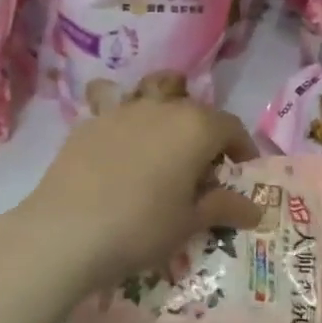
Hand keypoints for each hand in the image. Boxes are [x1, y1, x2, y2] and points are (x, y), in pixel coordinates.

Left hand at [12, 98, 260, 293]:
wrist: (65, 231)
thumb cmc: (140, 227)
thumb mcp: (189, 222)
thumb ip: (223, 207)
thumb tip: (256, 211)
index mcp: (196, 127)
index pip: (231, 127)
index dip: (242, 148)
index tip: (241, 172)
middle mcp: (163, 107)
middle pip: (194, 108)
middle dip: (205, 131)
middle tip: (202, 166)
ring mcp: (123, 109)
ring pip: (154, 91)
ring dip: (166, 106)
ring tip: (162, 139)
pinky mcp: (91, 121)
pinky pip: (118, 109)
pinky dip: (128, 123)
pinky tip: (121, 153)